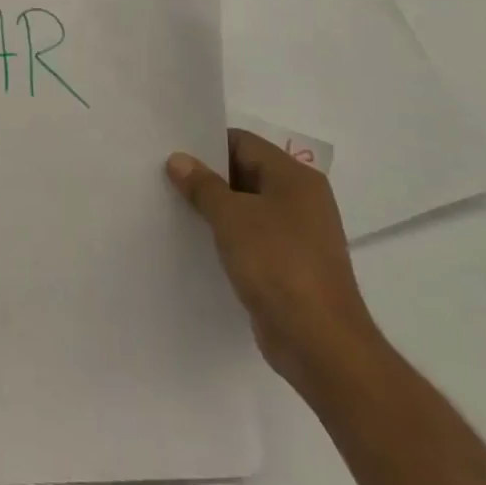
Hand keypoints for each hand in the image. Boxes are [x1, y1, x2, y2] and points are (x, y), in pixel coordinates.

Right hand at [167, 129, 382, 394]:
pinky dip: (229, 237)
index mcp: (295, 177)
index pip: (244, 143)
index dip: (207, 145)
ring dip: (216, 209)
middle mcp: (301, 199)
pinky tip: (198, 243)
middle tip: (166, 179)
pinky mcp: (291, 265)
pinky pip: (254, 238)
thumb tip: (178, 159)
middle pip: (246, 172)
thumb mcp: (232, 218)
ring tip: (174, 209)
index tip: (172, 153)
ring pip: (249, 208)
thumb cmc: (277, 264)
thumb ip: (203, 186)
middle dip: (208, 177)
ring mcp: (298, 234)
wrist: (320, 342)